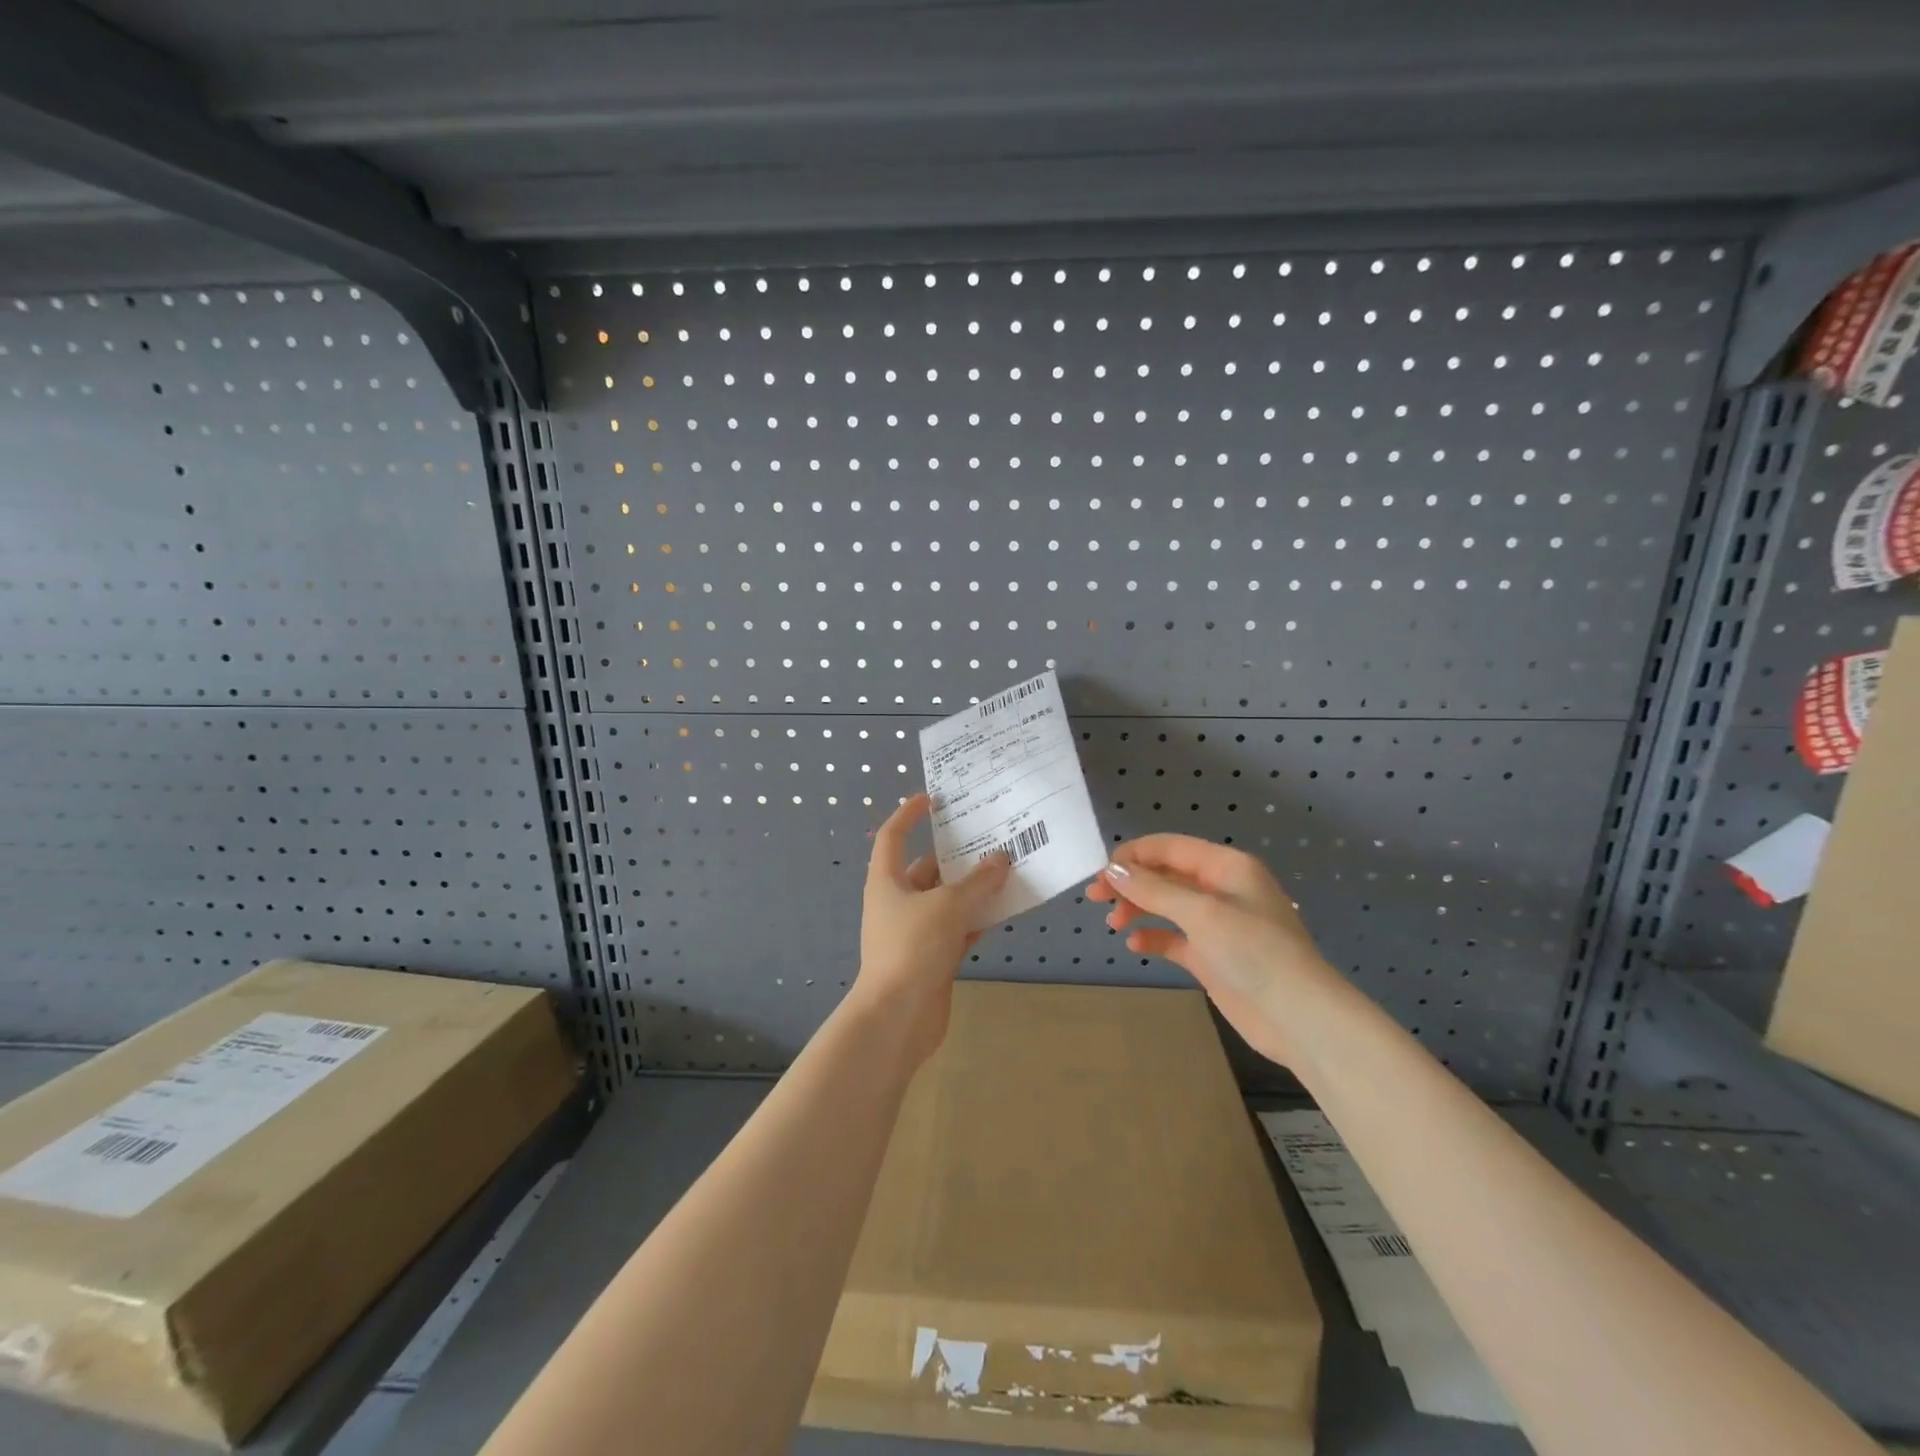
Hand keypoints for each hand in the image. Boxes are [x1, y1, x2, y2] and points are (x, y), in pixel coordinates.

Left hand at [855, 794, 1010, 1060]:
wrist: (897, 1017)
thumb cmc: (912, 947)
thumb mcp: (948, 906)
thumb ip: (977, 882)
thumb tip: (1001, 859)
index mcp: (886, 881)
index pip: (893, 836)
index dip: (909, 813)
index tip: (933, 798)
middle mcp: (898, 901)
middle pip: (928, 868)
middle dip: (958, 856)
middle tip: (992, 838)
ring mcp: (915, 931)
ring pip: (947, 900)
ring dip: (973, 888)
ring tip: (1008, 870)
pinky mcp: (932, 957)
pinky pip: (958, 928)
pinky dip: (977, 919)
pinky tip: (1005, 910)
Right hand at [1086, 834, 1336, 1066]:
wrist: (1298, 1017)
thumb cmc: (1254, 952)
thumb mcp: (1201, 913)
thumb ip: (1154, 890)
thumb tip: (1113, 869)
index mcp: (1226, 867)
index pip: (1169, 848)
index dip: (1133, 855)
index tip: (1101, 873)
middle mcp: (1221, 889)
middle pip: (1165, 875)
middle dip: (1130, 883)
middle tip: (1095, 898)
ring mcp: (1217, 924)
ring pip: (1166, 905)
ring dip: (1138, 909)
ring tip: (1114, 924)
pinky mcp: (1212, 956)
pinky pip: (1174, 937)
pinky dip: (1153, 936)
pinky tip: (1135, 945)